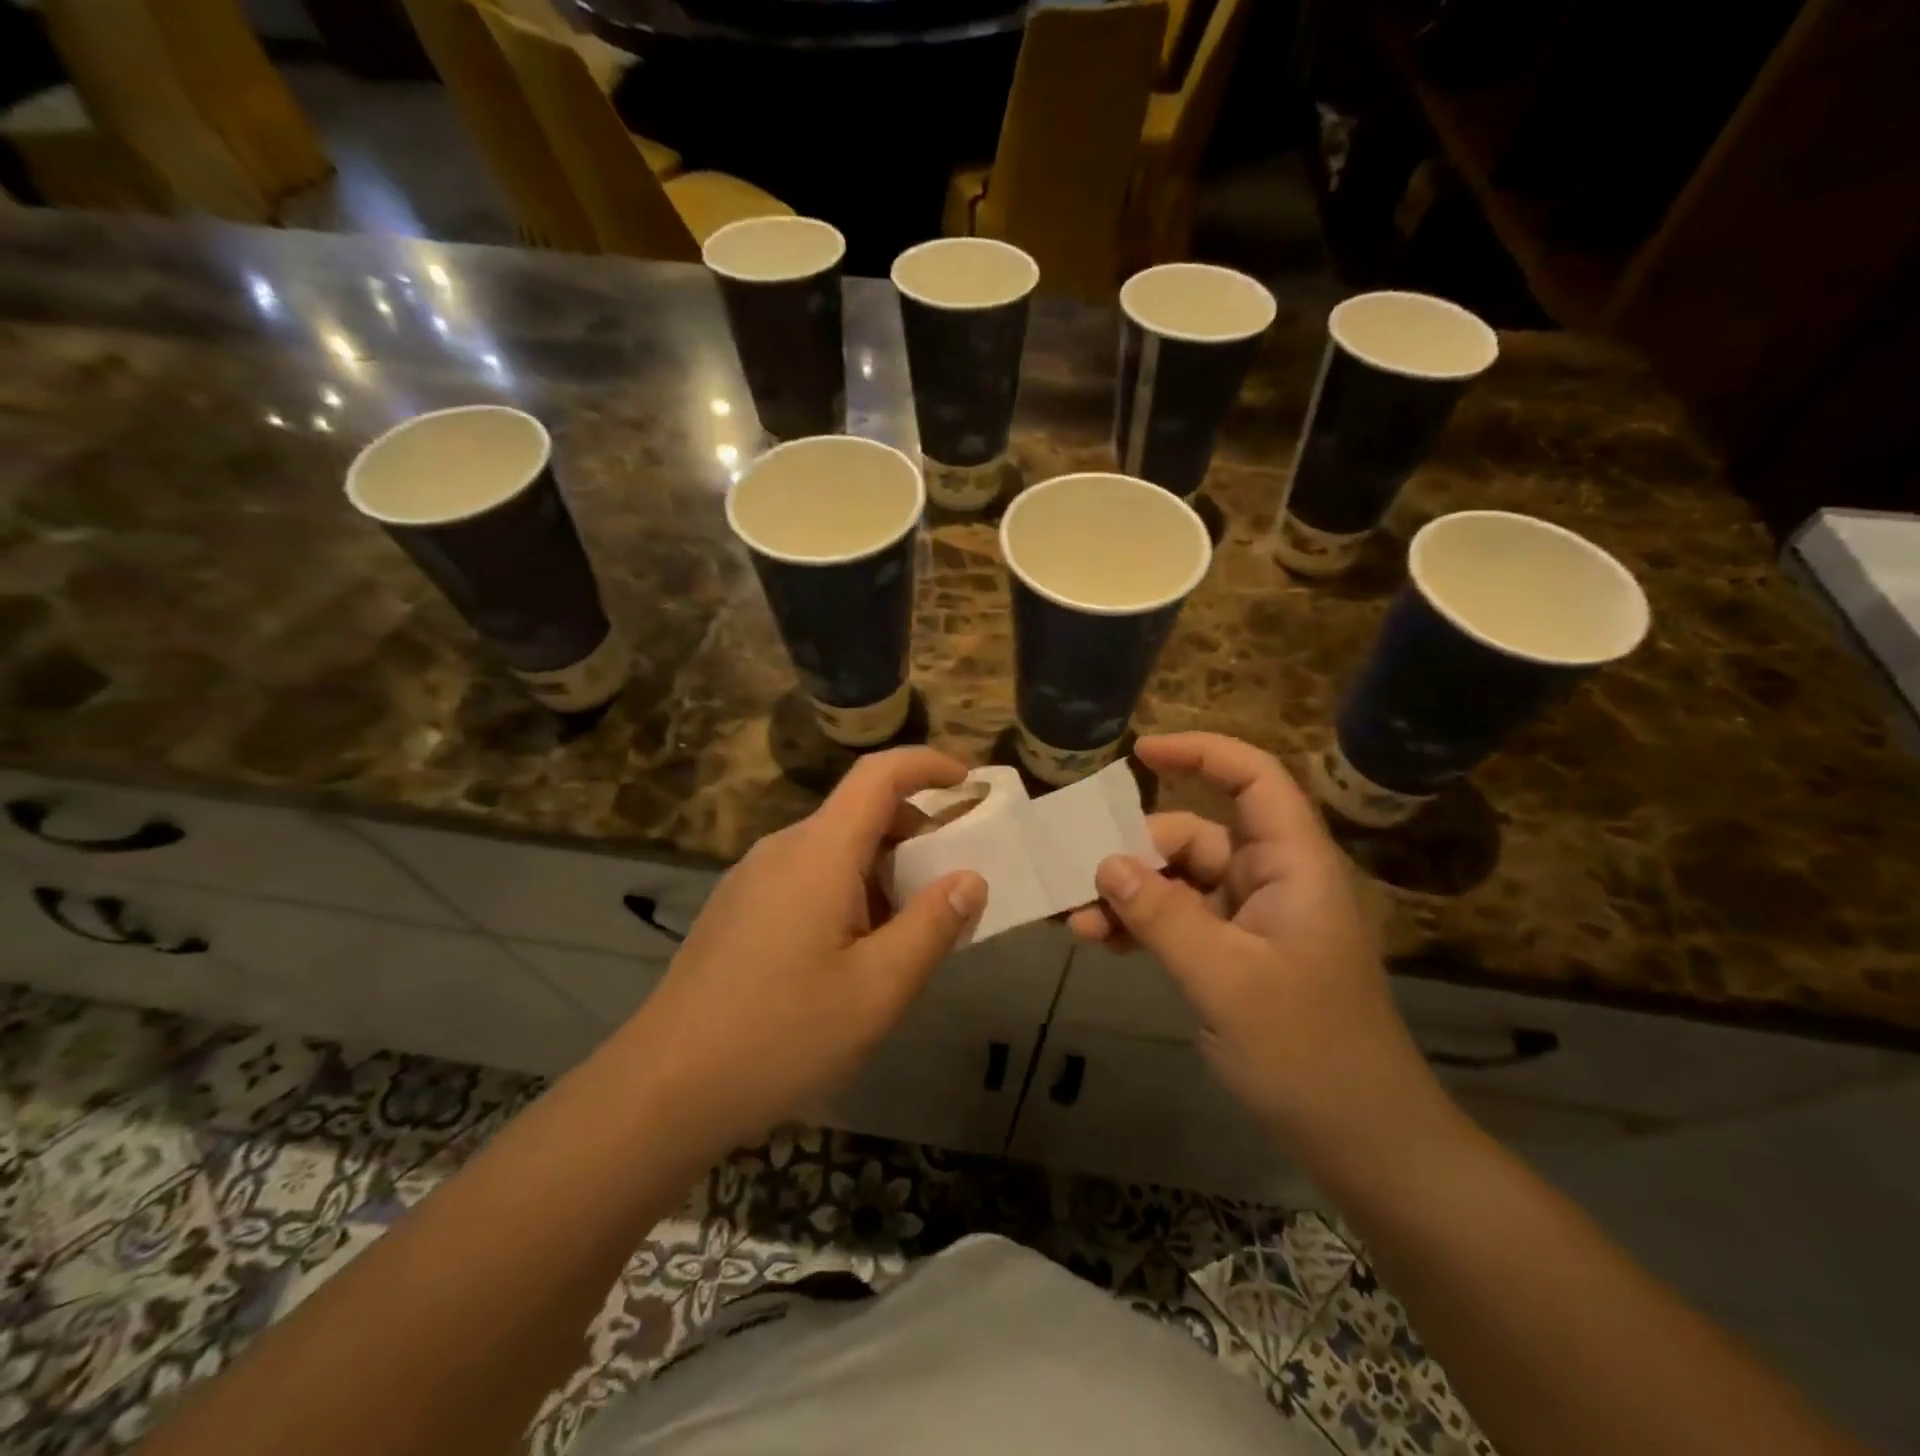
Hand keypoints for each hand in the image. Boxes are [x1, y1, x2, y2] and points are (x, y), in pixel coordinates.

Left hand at [623, 748, 986, 1150]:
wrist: (662, 1090)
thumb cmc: (781, 1036)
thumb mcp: (877, 990)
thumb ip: (932, 927)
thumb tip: (970, 879)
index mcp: (819, 852)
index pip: (878, 775)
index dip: (928, 765)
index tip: (969, 785)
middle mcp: (782, 849)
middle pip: (859, 813)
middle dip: (915, 835)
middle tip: (951, 889)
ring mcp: (752, 878)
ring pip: (834, 850)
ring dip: (882, 872)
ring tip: (906, 936)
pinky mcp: (737, 909)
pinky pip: (806, 878)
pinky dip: (848, 892)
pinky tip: (852, 956)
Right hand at [1068, 733, 1444, 1158]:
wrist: (1361, 1140)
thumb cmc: (1306, 1050)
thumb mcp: (1224, 979)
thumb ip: (1162, 915)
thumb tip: (1105, 864)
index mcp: (1293, 865)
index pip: (1254, 779)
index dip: (1201, 754)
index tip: (1140, 753)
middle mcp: (1273, 879)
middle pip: (1196, 835)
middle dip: (1135, 854)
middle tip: (1079, 884)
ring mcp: (1254, 918)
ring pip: (1180, 881)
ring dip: (1130, 897)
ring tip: (1080, 927)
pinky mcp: (1238, 953)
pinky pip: (1181, 920)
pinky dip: (1144, 926)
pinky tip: (1103, 944)